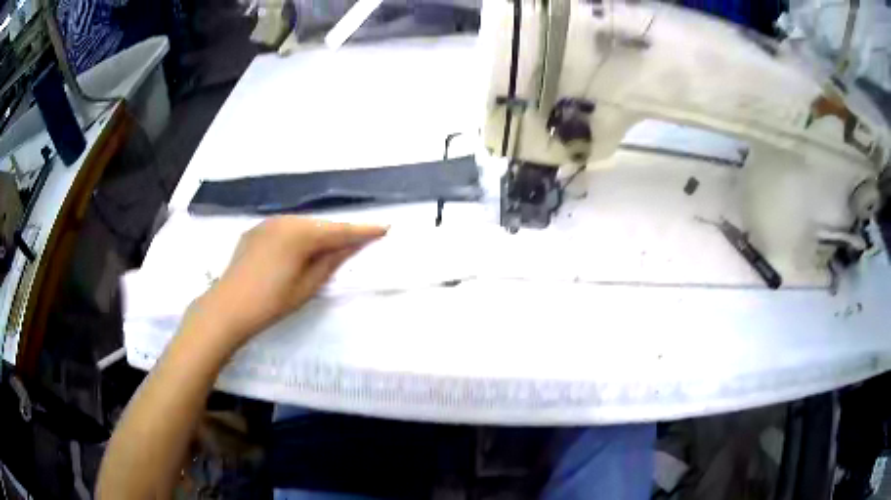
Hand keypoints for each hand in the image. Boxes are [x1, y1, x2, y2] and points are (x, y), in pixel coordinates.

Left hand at [189, 217, 386, 347]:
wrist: (227, 307)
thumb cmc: (271, 302)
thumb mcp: (307, 286)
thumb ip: (331, 262)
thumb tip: (350, 246)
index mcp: (301, 234)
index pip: (339, 230)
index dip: (363, 231)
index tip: (384, 228)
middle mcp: (285, 220)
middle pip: (321, 225)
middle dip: (339, 233)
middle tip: (358, 241)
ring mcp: (267, 223)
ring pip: (302, 225)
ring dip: (318, 235)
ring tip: (329, 248)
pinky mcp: (255, 230)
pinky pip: (285, 229)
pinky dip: (298, 236)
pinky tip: (298, 250)